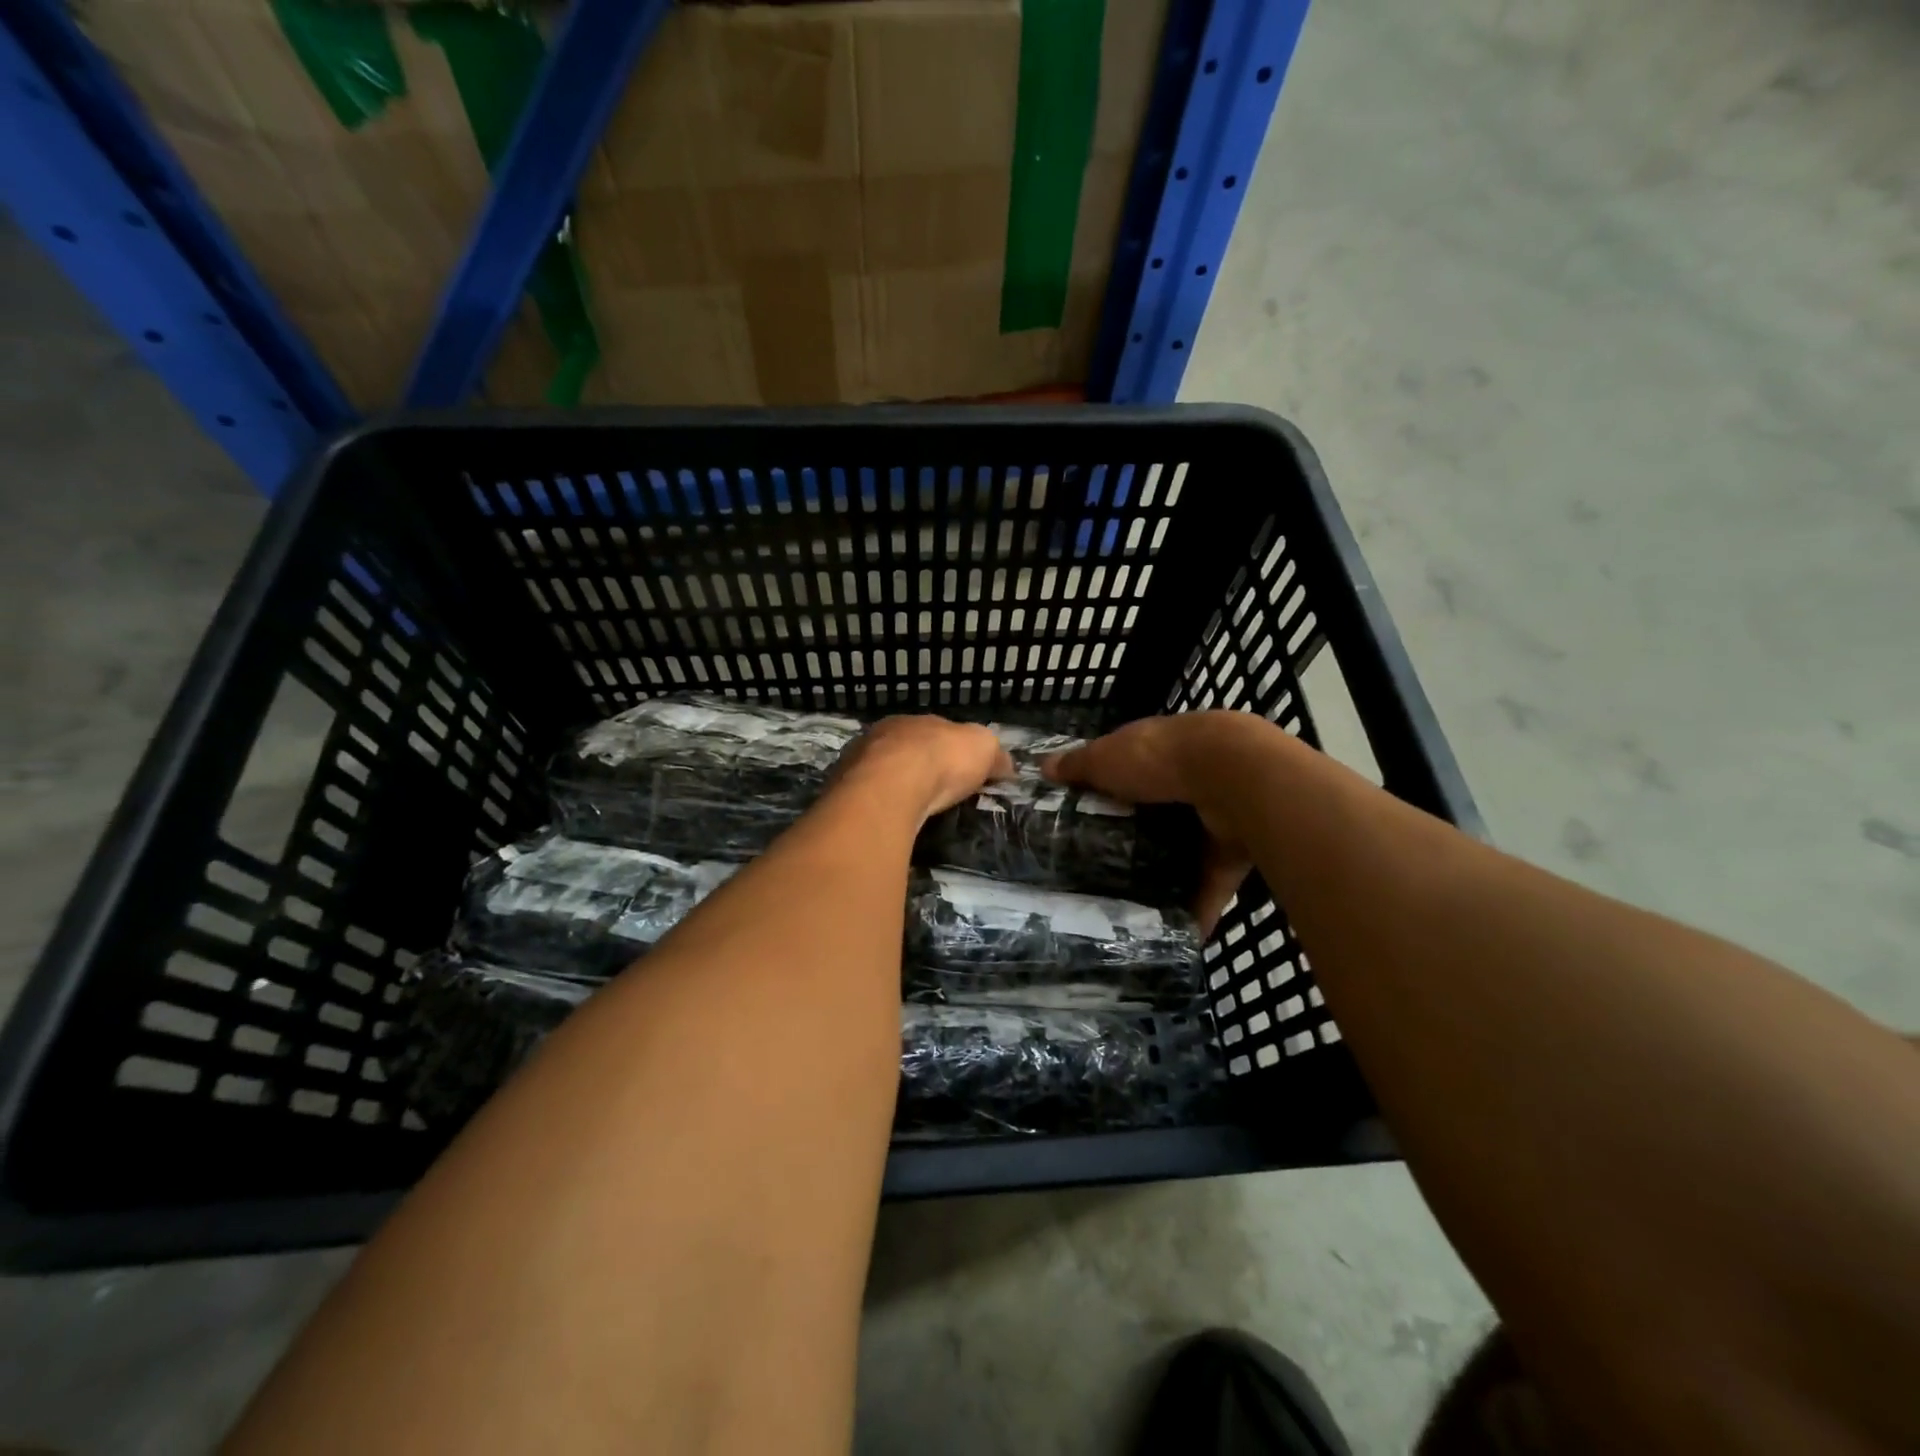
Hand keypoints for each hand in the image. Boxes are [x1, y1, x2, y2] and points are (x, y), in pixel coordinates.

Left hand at [830, 716, 1014, 823]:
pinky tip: (889, 822)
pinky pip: (866, 800)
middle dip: (918, 770)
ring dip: (894, 790)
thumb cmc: (940, 760)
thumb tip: (1005, 765)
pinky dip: (878, 809)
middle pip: (903, 752)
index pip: (933, 733)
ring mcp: (856, 764)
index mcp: (913, 721)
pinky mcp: (842, 793)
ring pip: (880, 775)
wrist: (889, 788)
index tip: (960, 772)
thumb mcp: (983, 748)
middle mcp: (880, 737)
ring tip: (911, 813)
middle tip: (934, 795)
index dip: (948, 750)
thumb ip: (993, 754)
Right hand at [1044, 711, 1283, 931]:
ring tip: (1130, 908)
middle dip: (1133, 840)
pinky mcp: (1232, 851)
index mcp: (1156, 752)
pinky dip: (1197, 910)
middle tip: (1099, 872)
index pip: (1127, 771)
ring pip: (1183, 852)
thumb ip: (1078, 766)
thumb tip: (1044, 766)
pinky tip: (1175, 937)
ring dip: (1165, 877)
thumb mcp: (1106, 757)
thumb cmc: (1159, 759)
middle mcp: (1186, 781)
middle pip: (1154, 815)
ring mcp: (1213, 816)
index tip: (1080, 819)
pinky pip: (1211, 886)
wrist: (1236, 777)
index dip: (1106, 791)